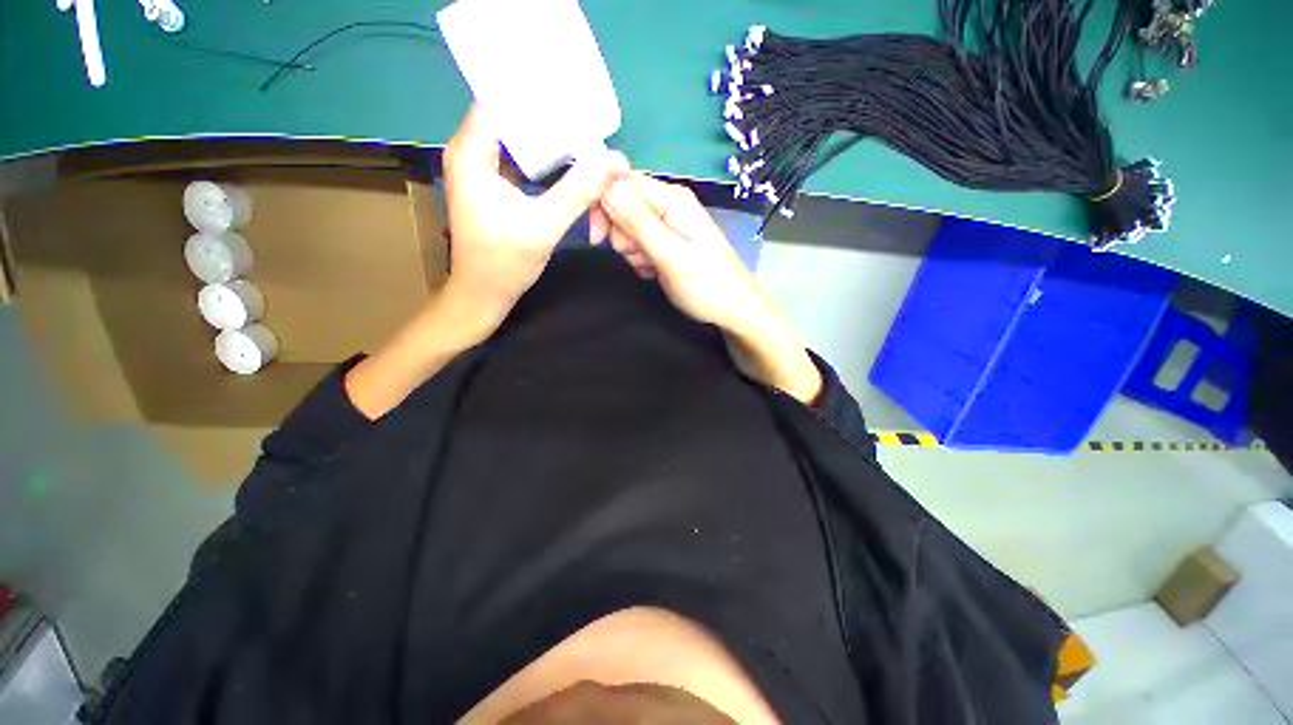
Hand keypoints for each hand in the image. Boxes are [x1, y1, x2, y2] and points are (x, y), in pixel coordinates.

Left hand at [345, 107, 625, 419]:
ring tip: (583, 133)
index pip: (501, 98)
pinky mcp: (492, 183)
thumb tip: (615, 162)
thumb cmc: (504, 264)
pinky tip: (568, 160)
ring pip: (517, 135)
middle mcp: (471, 151)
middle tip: (587, 116)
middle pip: (511, 114)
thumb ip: (579, 192)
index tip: (574, 95)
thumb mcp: (544, 227)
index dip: (536, 93)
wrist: (482, 296)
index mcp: (472, 153)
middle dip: (549, 114)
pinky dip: (543, 157)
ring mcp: (481, 167)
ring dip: (548, 136)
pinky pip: (520, 156)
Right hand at [597, 174, 822, 403]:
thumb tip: (606, 186)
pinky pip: (640, 241)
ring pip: (629, 225)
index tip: (598, 238)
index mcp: (672, 199)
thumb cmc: (707, 286)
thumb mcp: (671, 256)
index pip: (621, 181)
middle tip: (636, 256)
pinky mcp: (669, 239)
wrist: (735, 310)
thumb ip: (639, 223)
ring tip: (649, 267)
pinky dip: (640, 257)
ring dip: (631, 248)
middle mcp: (670, 203)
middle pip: (623, 203)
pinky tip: (652, 271)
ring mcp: (670, 222)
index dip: (603, 204)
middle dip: (619, 232)